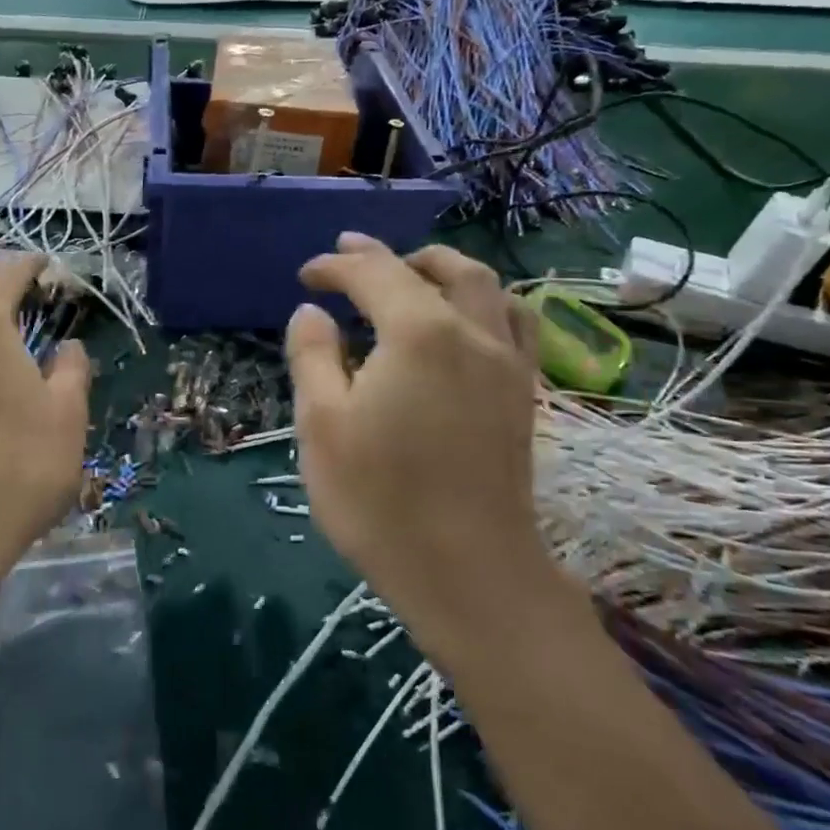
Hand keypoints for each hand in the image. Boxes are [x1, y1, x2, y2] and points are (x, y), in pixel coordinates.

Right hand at [287, 234, 559, 664]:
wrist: (469, 574)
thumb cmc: (380, 501)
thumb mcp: (321, 426)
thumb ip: (313, 356)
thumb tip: (312, 312)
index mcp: (418, 332)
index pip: (374, 274)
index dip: (336, 267)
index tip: (306, 276)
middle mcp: (471, 331)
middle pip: (434, 268)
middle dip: (388, 255)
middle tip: (350, 255)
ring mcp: (507, 362)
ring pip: (485, 286)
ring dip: (443, 267)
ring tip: (411, 272)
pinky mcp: (523, 393)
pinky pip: (515, 321)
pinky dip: (486, 301)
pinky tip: (469, 317)